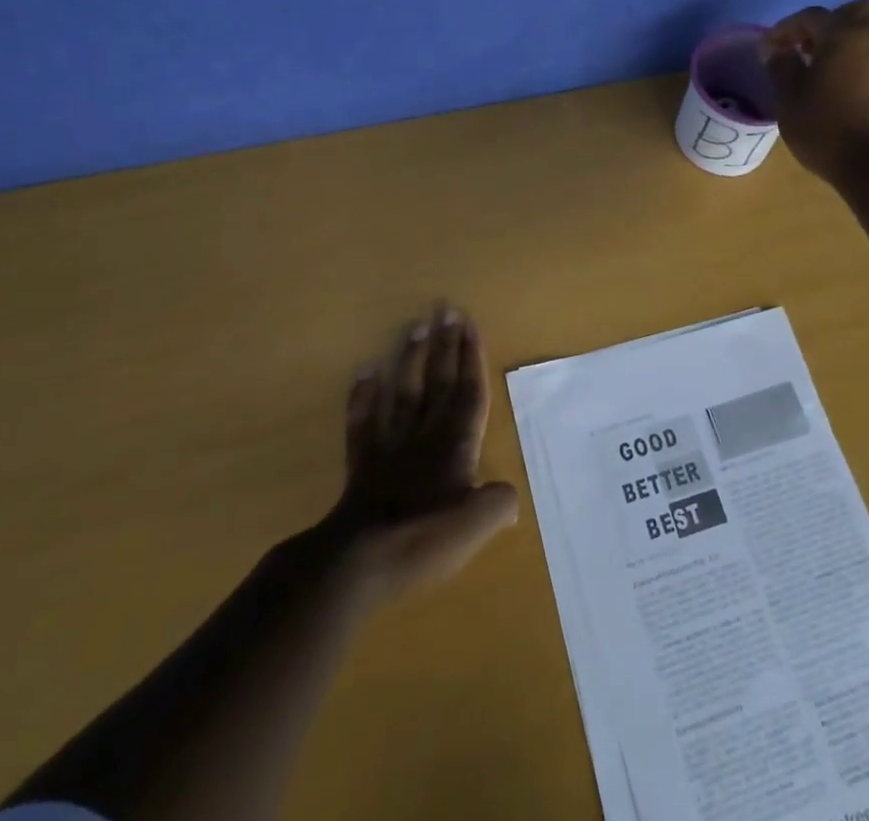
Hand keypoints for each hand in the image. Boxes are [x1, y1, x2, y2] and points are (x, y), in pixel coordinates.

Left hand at [324, 305, 518, 602]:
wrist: (360, 559)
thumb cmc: (424, 538)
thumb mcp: (476, 526)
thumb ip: (497, 504)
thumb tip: (508, 496)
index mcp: (456, 446)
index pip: (468, 392)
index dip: (470, 358)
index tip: (469, 324)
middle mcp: (425, 435)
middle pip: (439, 382)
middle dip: (445, 346)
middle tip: (446, 309)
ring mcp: (391, 446)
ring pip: (404, 392)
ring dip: (410, 359)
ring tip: (415, 326)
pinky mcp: (362, 463)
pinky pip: (363, 421)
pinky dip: (364, 396)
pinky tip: (365, 371)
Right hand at [760, 0, 868, 182]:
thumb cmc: (823, 127)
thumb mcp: (788, 97)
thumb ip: (782, 66)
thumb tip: (778, 50)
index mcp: (843, 36)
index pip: (811, 16)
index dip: (785, 30)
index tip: (767, 51)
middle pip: (856, 12)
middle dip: (831, 23)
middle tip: (809, 46)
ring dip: (854, 43)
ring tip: (830, 65)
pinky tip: (863, 84)